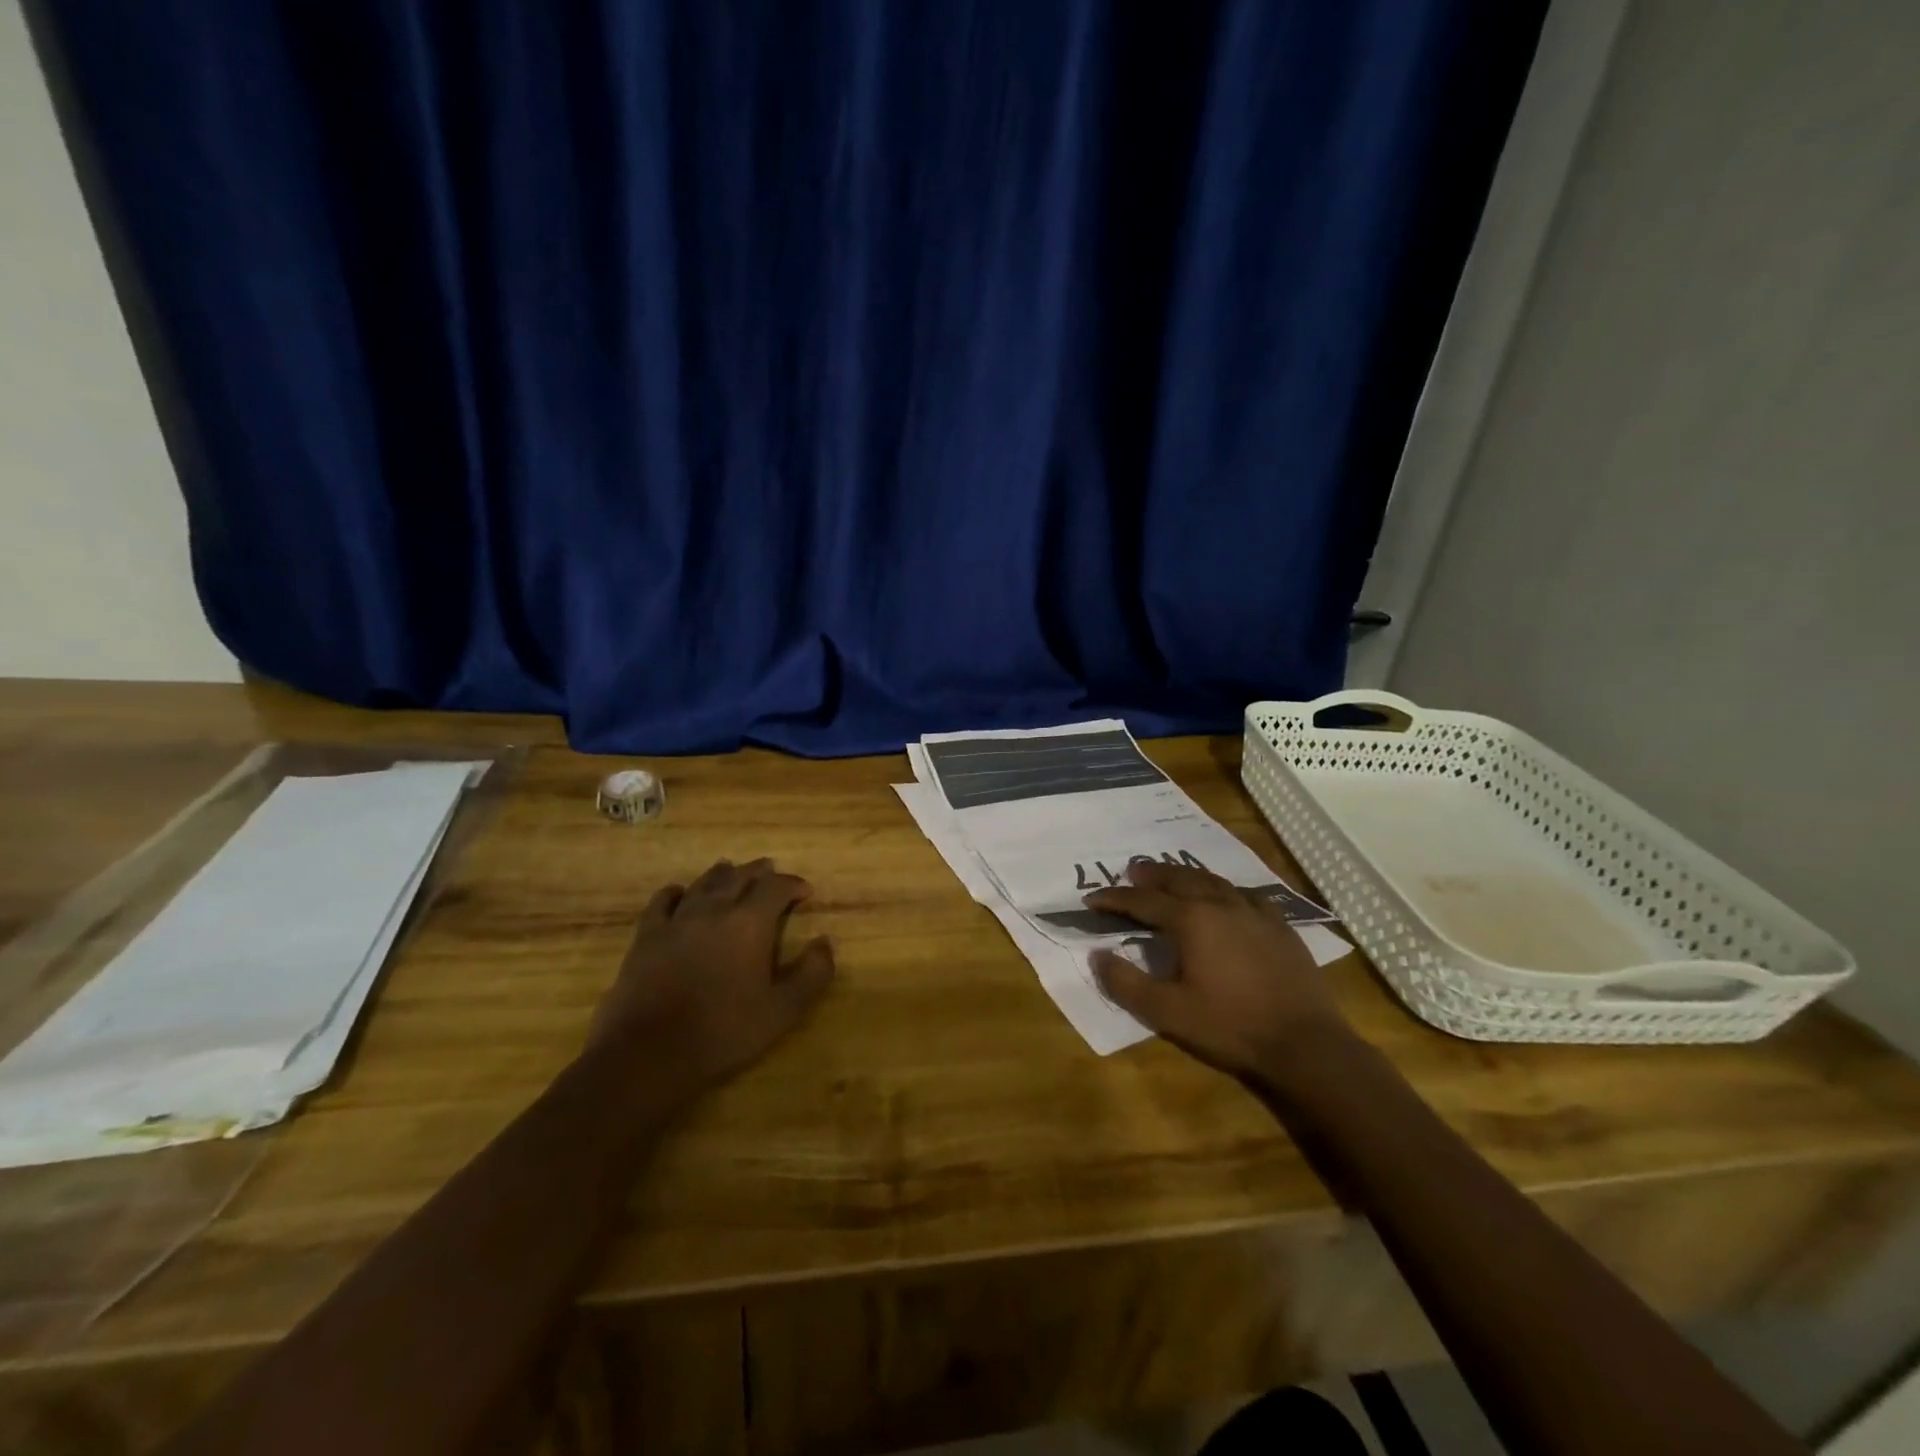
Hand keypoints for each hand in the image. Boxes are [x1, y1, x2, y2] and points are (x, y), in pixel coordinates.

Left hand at [590, 858, 834, 1090]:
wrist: (648, 1054)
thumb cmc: (723, 1033)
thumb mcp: (782, 1011)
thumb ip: (812, 974)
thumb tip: (826, 942)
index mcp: (750, 923)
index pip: (776, 887)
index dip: (793, 884)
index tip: (805, 892)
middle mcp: (714, 910)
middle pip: (739, 876)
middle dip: (759, 871)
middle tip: (770, 870)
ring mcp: (677, 920)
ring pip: (703, 883)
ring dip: (722, 874)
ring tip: (731, 870)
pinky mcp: (647, 936)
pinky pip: (662, 901)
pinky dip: (676, 892)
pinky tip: (679, 893)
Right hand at [1086, 861, 1345, 1077]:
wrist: (1305, 1044)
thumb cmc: (1230, 1026)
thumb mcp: (1167, 1013)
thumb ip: (1126, 983)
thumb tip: (1097, 955)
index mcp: (1190, 921)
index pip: (1142, 901)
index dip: (1114, 898)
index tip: (1092, 899)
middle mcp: (1220, 905)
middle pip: (1179, 879)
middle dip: (1151, 874)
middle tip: (1132, 871)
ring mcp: (1254, 912)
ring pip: (1213, 881)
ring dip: (1186, 875)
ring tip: (1172, 876)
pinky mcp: (1280, 926)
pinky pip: (1246, 895)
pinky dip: (1225, 890)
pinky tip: (1227, 896)